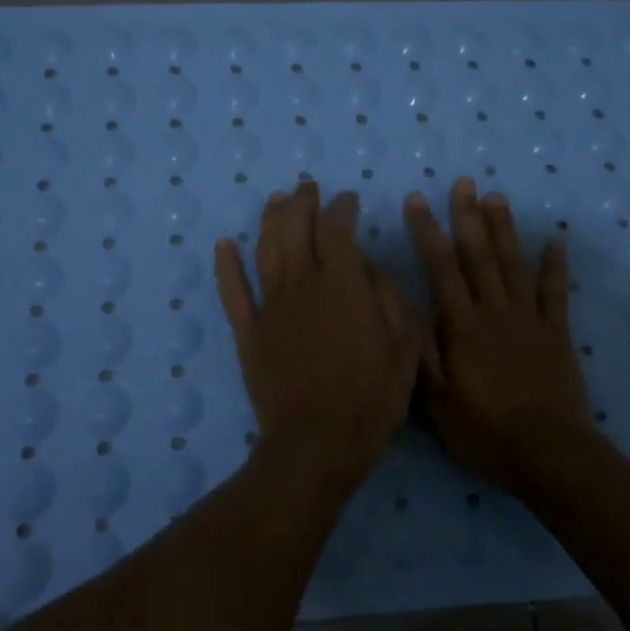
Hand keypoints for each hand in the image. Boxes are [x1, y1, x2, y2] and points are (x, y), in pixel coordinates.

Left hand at [214, 182, 419, 487]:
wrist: (317, 442)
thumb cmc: (371, 398)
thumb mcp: (405, 347)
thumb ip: (391, 298)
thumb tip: (371, 267)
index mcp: (343, 284)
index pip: (338, 229)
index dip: (342, 208)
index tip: (348, 200)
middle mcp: (302, 284)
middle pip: (296, 229)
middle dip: (303, 203)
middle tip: (308, 188)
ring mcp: (270, 307)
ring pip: (265, 250)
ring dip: (270, 221)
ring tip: (277, 201)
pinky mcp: (248, 332)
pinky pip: (233, 291)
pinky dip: (226, 265)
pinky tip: (224, 244)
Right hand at [405, 178, 593, 496]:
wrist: (549, 455)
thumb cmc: (485, 431)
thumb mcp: (436, 401)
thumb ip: (420, 352)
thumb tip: (404, 308)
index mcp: (462, 327)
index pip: (441, 269)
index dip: (428, 232)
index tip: (418, 200)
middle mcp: (495, 312)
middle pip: (479, 256)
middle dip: (467, 217)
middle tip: (463, 184)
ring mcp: (530, 320)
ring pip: (514, 264)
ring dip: (505, 229)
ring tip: (496, 198)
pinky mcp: (557, 333)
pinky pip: (556, 292)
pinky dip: (555, 266)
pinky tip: (555, 241)